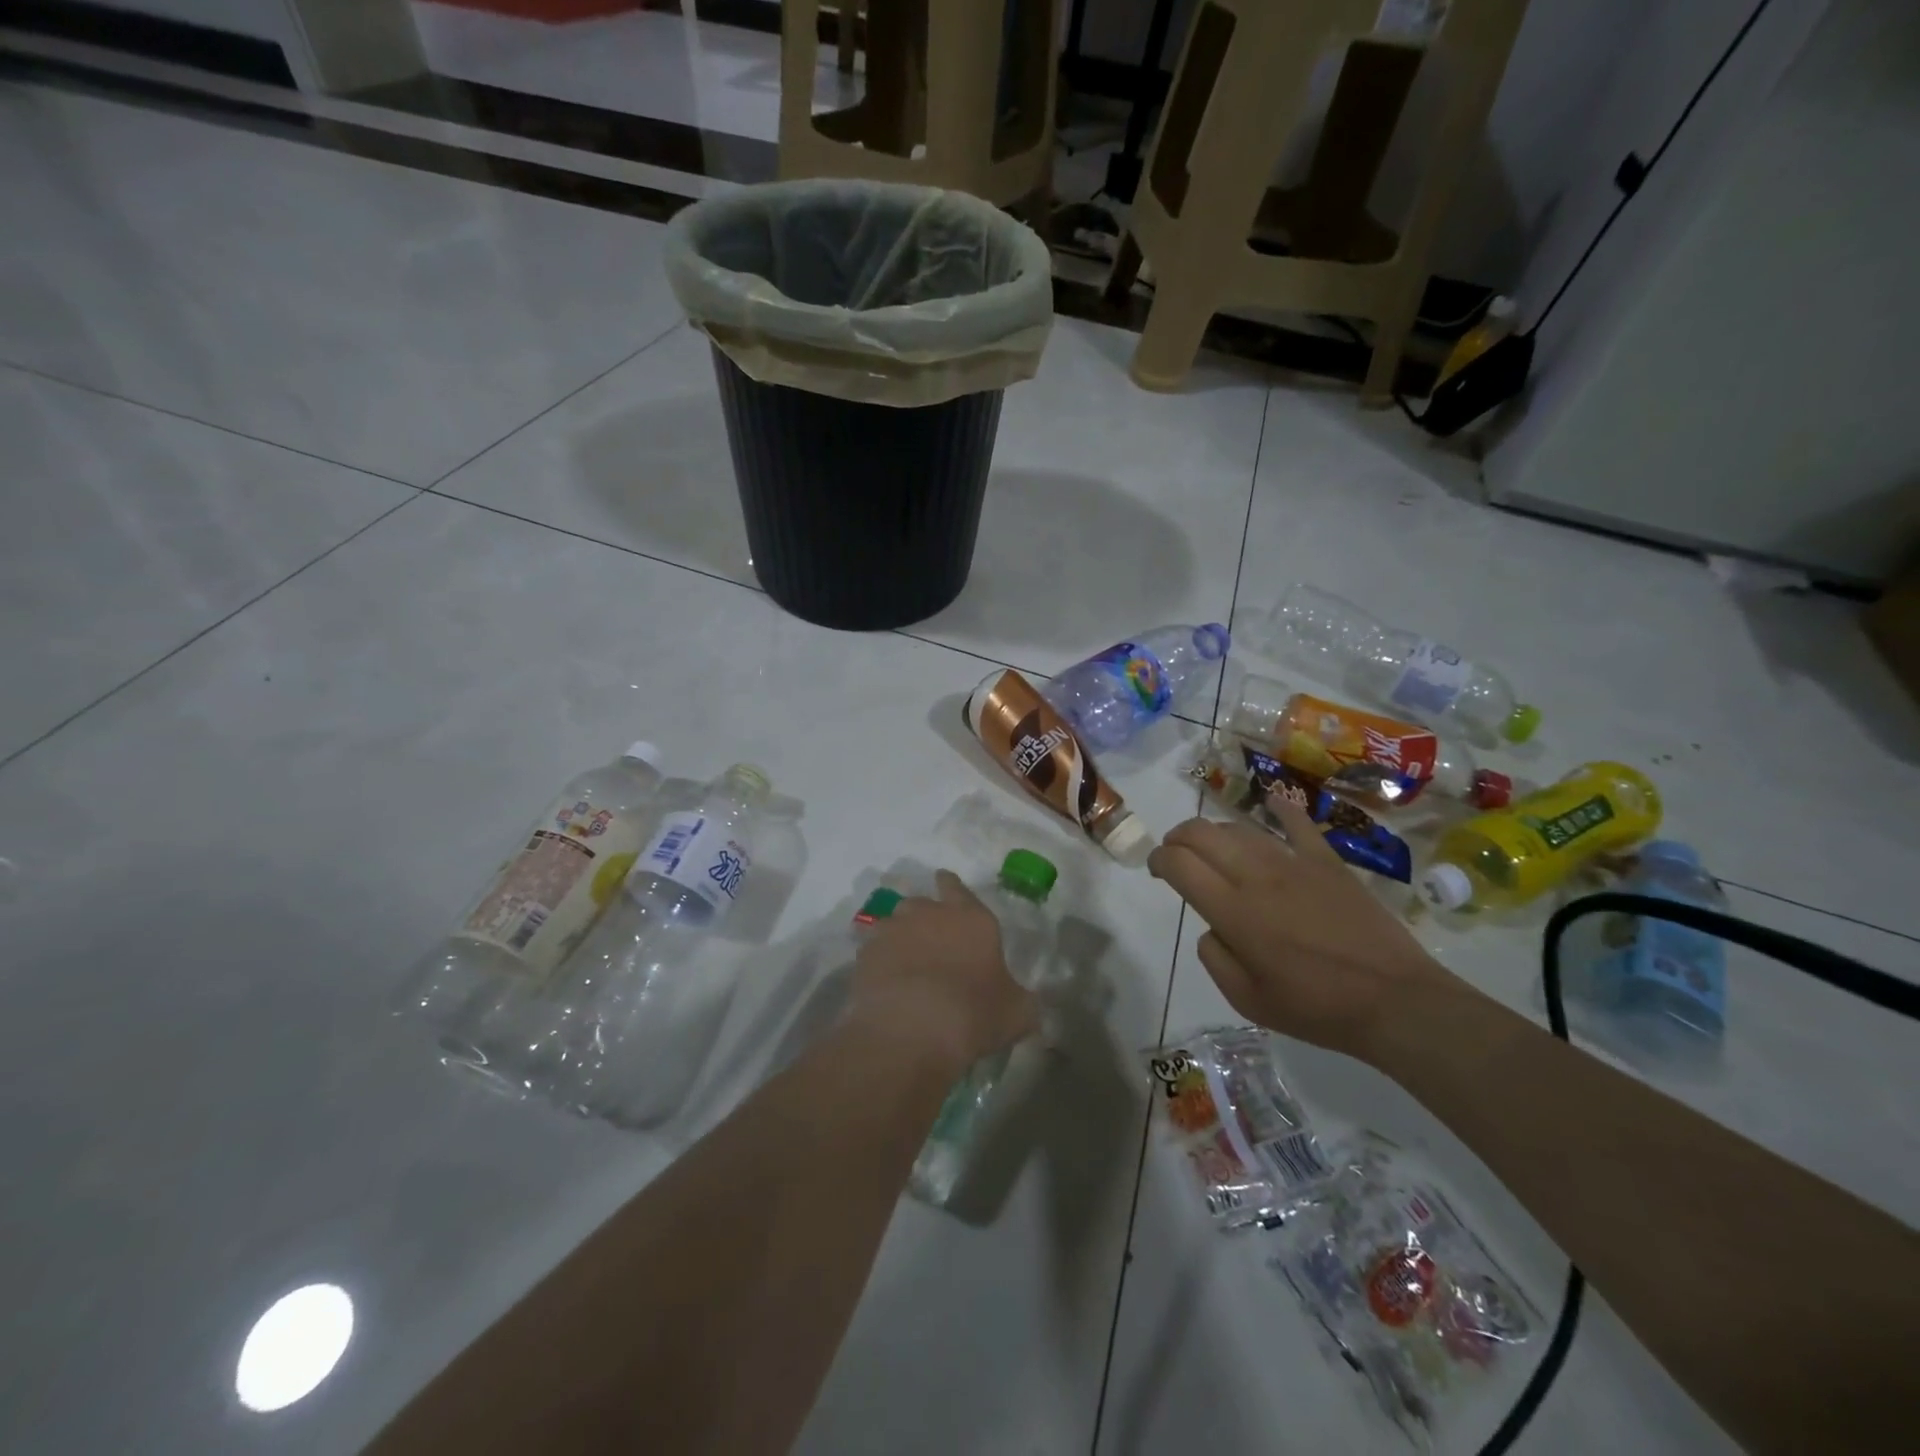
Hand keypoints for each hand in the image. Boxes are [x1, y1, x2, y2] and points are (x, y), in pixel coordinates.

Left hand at [848, 870, 1040, 1075]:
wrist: (910, 1031)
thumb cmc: (973, 1014)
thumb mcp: (1017, 1013)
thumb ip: (1022, 1000)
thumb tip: (1028, 1003)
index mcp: (972, 918)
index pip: (958, 887)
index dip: (952, 886)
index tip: (945, 885)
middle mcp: (930, 913)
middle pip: (922, 903)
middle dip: (924, 916)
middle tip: (930, 940)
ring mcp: (893, 930)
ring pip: (893, 923)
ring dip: (898, 936)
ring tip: (903, 961)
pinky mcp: (865, 954)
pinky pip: (872, 950)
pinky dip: (878, 961)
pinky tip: (884, 982)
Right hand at [1148, 802, 1465, 1061]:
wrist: (1395, 1001)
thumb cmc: (1316, 1008)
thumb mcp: (1247, 1000)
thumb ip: (1214, 957)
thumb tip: (1212, 927)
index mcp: (1233, 912)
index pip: (1179, 864)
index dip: (1158, 860)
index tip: (1156, 870)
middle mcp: (1256, 877)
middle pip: (1201, 834)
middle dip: (1177, 837)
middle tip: (1175, 853)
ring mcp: (1294, 863)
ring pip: (1240, 828)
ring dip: (1215, 831)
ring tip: (1211, 845)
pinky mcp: (1327, 862)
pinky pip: (1298, 824)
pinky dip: (1280, 808)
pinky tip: (1271, 801)